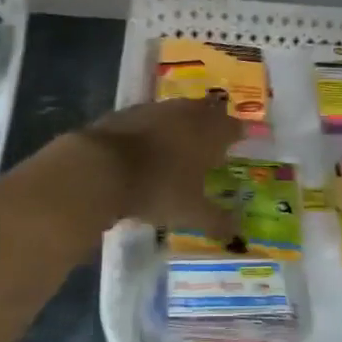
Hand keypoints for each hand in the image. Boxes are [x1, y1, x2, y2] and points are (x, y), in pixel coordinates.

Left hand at [80, 97, 239, 238]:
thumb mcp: (191, 212)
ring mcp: (154, 109)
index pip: (233, 127)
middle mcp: (186, 113)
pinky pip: (149, 118)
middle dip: (212, 122)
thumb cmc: (158, 188)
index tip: (241, 140)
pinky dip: (153, 128)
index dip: (238, 133)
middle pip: (206, 111)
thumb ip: (217, 220)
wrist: (100, 168)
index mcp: (209, 132)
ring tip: (181, 141)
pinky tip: (147, 145)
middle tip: (213, 137)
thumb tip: (238, 233)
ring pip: (177, 111)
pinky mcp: (126, 113)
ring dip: (182, 123)